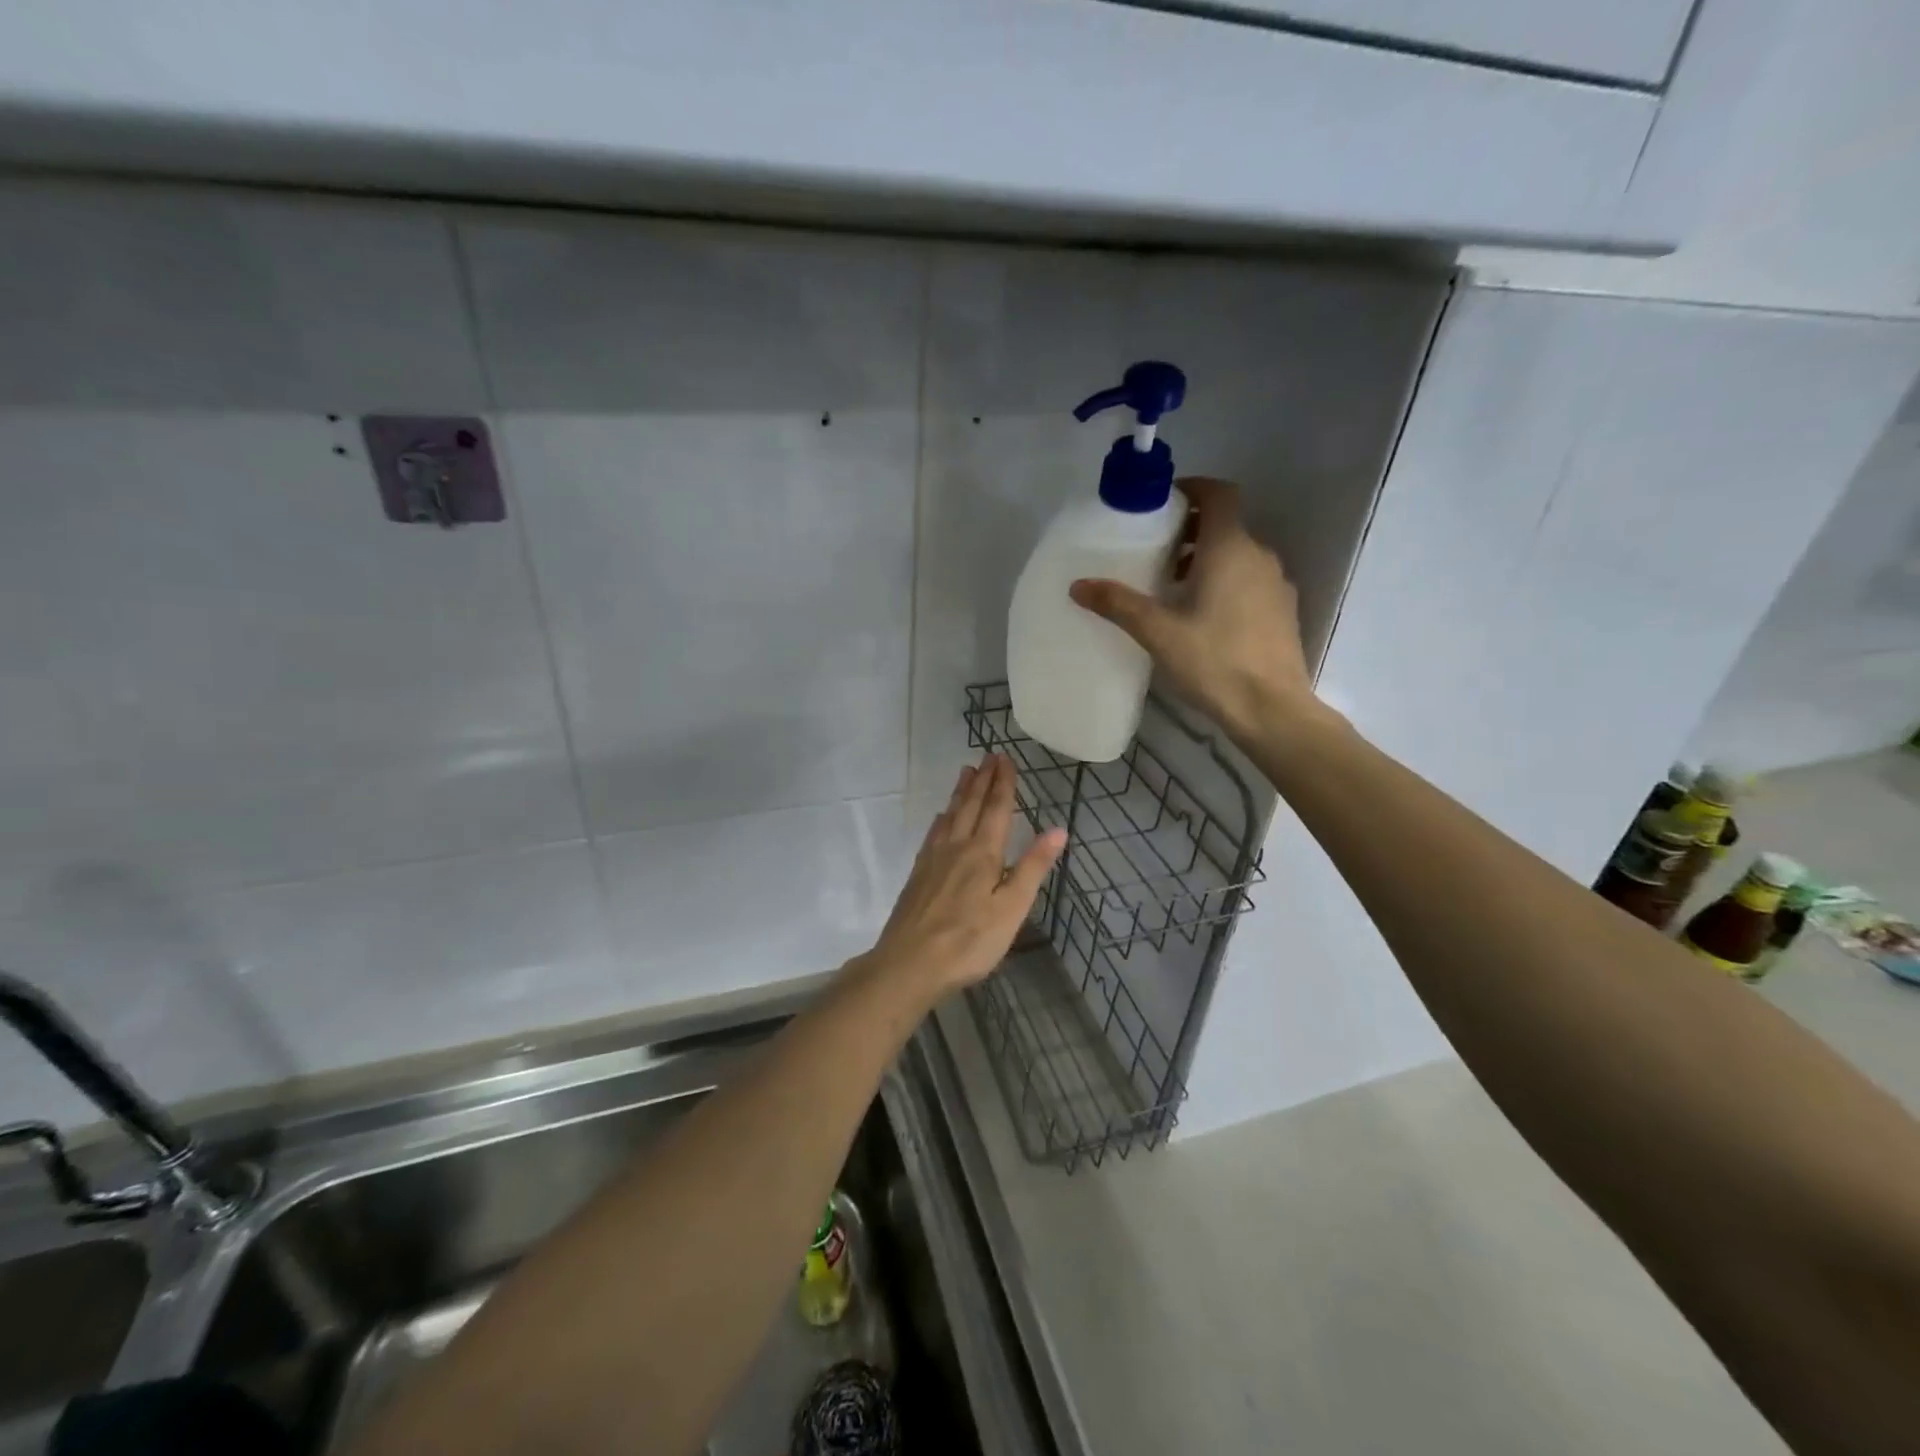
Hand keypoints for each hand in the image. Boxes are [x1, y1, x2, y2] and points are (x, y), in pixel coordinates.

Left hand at [863, 756, 1065, 999]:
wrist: (909, 963)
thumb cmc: (969, 941)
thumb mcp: (1011, 908)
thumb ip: (1032, 867)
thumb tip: (1058, 829)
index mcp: (983, 854)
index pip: (996, 809)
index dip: (1003, 783)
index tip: (1006, 758)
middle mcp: (956, 847)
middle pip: (970, 806)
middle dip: (982, 779)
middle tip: (989, 755)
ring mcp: (933, 859)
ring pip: (950, 815)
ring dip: (961, 792)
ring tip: (966, 771)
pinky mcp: (918, 874)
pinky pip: (933, 833)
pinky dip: (941, 818)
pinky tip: (941, 818)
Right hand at [1069, 477, 1324, 742]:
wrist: (1271, 708)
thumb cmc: (1213, 660)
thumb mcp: (1157, 631)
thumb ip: (1117, 603)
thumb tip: (1078, 586)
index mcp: (1230, 548)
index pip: (1219, 494)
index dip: (1193, 489)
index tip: (1164, 503)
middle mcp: (1259, 556)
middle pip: (1225, 525)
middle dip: (1191, 531)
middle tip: (1157, 552)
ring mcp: (1276, 584)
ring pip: (1239, 554)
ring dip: (1208, 559)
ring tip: (1174, 587)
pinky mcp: (1282, 611)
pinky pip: (1250, 580)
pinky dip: (1226, 582)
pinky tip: (1203, 616)